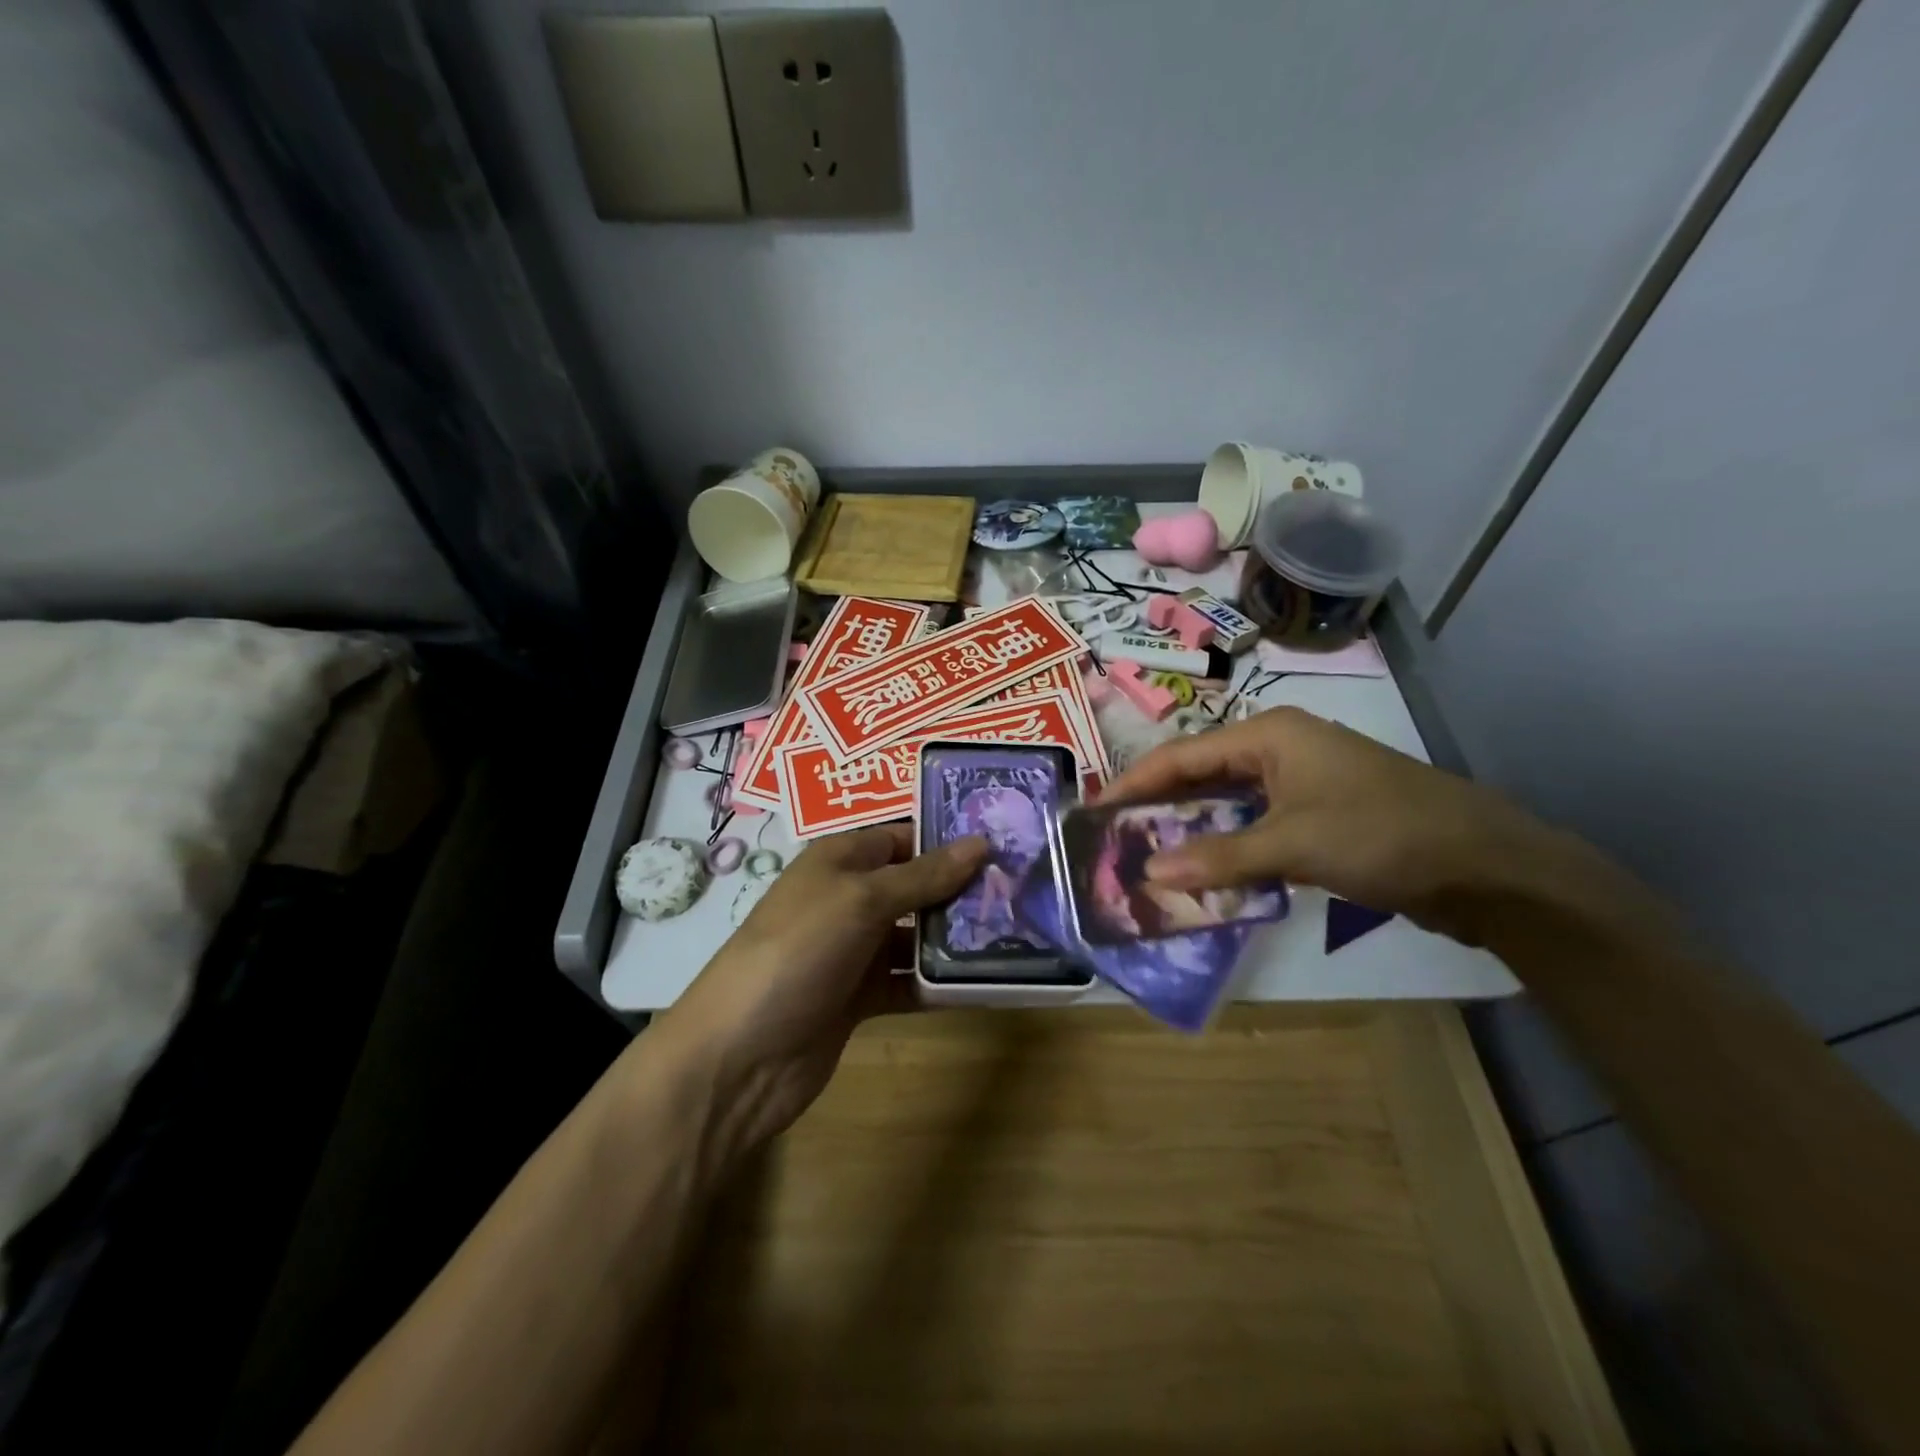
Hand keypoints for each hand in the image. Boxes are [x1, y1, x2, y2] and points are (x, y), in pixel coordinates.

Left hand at [657, 824, 985, 1164]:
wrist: (740, 1057)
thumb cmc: (799, 952)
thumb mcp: (861, 901)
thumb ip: (923, 875)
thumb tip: (980, 843)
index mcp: (840, 860)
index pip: (903, 836)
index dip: (949, 838)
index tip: (1005, 843)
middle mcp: (848, 898)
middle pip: (915, 884)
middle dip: (962, 888)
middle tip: (1023, 890)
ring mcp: (853, 950)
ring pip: (916, 934)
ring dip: (957, 936)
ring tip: (1017, 933)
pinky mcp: (860, 997)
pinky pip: (909, 980)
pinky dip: (940, 981)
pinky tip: (984, 982)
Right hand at [1100, 706, 1556, 939]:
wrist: (1487, 867)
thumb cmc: (1383, 833)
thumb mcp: (1294, 843)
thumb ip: (1219, 858)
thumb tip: (1149, 873)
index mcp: (1270, 735)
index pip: (1182, 755)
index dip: (1135, 782)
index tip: (1094, 810)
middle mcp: (1279, 751)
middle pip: (1200, 775)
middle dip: (1158, 805)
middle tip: (1112, 836)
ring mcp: (1300, 785)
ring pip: (1227, 804)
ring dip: (1190, 829)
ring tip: (1144, 854)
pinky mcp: (1317, 818)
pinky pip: (1253, 828)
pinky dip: (1225, 848)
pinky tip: (1201, 872)